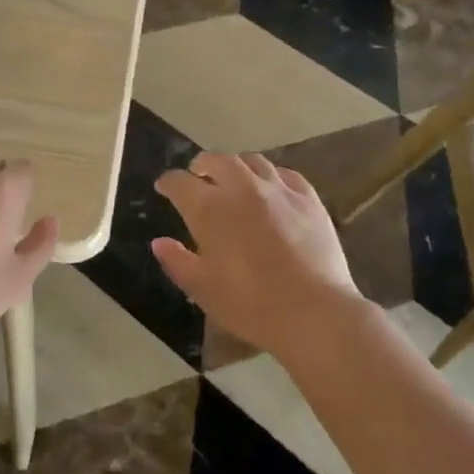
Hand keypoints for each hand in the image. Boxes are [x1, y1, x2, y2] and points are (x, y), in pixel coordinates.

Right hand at [153, 152, 361, 356]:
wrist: (314, 313)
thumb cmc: (250, 305)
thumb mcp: (203, 289)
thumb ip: (177, 261)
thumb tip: (159, 242)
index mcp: (209, 208)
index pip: (180, 182)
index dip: (168, 182)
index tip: (164, 187)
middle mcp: (241, 188)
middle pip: (217, 160)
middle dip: (202, 165)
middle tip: (198, 176)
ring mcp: (278, 190)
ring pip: (252, 161)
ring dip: (236, 166)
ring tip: (234, 179)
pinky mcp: (309, 199)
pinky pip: (285, 174)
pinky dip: (271, 176)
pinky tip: (271, 188)